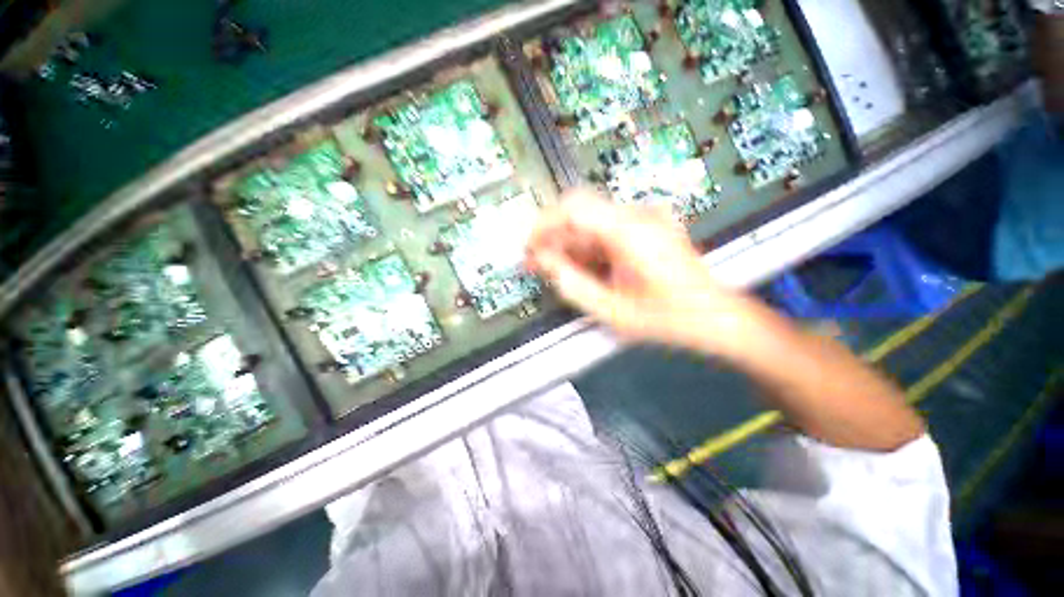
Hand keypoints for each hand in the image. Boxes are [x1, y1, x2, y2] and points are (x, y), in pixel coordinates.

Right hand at [526, 189, 749, 353]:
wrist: (715, 315)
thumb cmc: (670, 318)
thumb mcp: (614, 311)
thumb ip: (574, 286)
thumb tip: (546, 265)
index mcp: (632, 232)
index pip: (575, 208)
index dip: (544, 224)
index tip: (529, 245)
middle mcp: (638, 217)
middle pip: (581, 213)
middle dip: (553, 236)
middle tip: (535, 260)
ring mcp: (644, 220)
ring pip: (591, 223)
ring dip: (568, 243)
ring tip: (552, 267)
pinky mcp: (646, 228)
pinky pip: (605, 231)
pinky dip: (586, 247)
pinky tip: (577, 266)